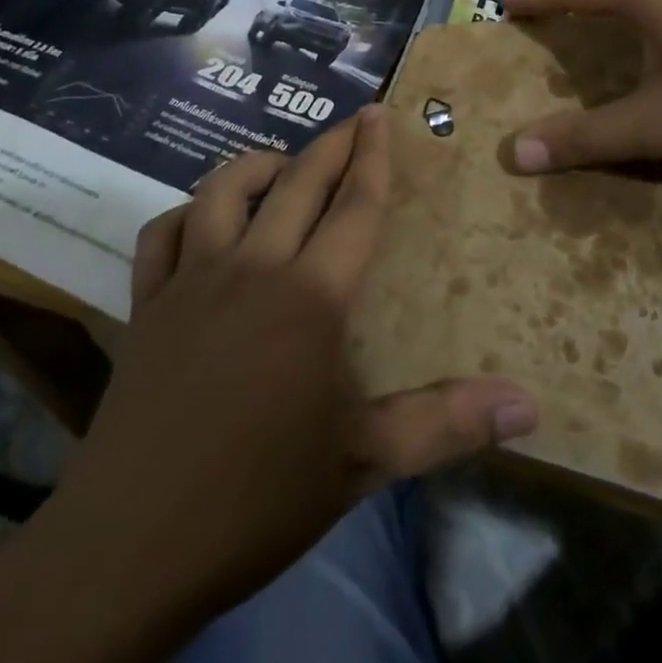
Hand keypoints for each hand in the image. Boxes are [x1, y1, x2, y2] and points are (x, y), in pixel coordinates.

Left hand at [61, 108, 537, 636]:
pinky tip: (203, 222)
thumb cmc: (258, 499)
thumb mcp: (364, 462)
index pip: (354, 206)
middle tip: (354, 120)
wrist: (131, 547)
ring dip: (257, 165)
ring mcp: (191, 282)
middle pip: (297, 183)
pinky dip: (186, 213)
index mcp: (311, 297)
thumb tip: (531, 408)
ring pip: (223, 191)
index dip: (373, 157)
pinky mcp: (146, 305)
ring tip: (284, 163)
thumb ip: (448, 423)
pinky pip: (162, 234)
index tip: (380, 115)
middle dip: (331, 144)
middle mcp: (252, 268)